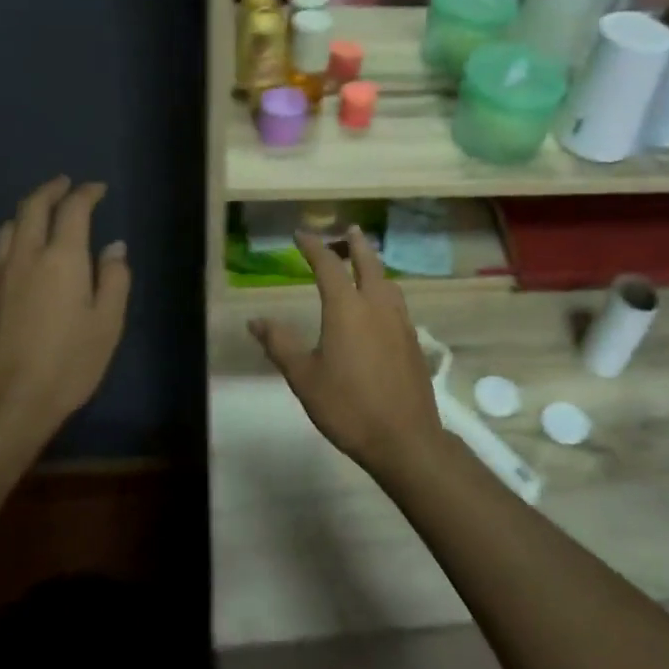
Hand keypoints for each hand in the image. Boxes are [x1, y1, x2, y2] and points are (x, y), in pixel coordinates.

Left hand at [0, 177, 130, 445]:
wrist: (5, 403)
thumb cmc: (68, 363)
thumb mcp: (108, 323)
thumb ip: (114, 279)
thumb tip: (113, 248)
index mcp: (62, 258)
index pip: (73, 209)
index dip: (86, 193)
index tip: (97, 189)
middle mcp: (25, 255)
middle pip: (32, 207)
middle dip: (50, 190)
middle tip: (63, 185)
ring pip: (6, 227)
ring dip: (25, 214)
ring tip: (38, 217)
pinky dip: (7, 243)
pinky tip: (11, 257)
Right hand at [248, 227, 442, 471]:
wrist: (404, 437)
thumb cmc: (347, 406)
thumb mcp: (304, 377)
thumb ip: (280, 344)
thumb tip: (255, 320)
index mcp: (347, 308)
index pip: (328, 265)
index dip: (313, 247)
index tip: (301, 235)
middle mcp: (377, 306)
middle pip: (368, 263)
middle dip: (356, 244)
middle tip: (349, 230)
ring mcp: (400, 322)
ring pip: (388, 282)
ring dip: (375, 266)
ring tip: (366, 265)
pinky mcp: (413, 341)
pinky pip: (398, 303)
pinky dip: (386, 291)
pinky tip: (382, 308)